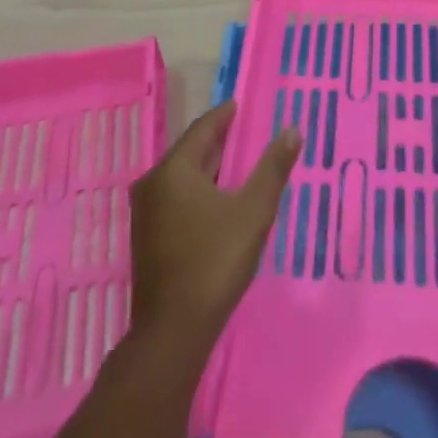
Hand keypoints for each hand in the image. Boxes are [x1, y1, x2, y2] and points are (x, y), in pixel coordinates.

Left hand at [129, 102, 299, 359]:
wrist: (173, 332)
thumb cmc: (214, 262)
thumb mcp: (253, 212)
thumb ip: (273, 168)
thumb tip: (292, 129)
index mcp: (173, 171)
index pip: (202, 129)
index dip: (223, 116)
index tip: (239, 105)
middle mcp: (152, 184)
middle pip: (190, 151)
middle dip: (217, 141)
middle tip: (244, 132)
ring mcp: (146, 213)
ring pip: (182, 176)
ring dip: (208, 167)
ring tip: (236, 163)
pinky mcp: (147, 237)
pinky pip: (176, 197)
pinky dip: (198, 189)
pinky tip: (217, 199)